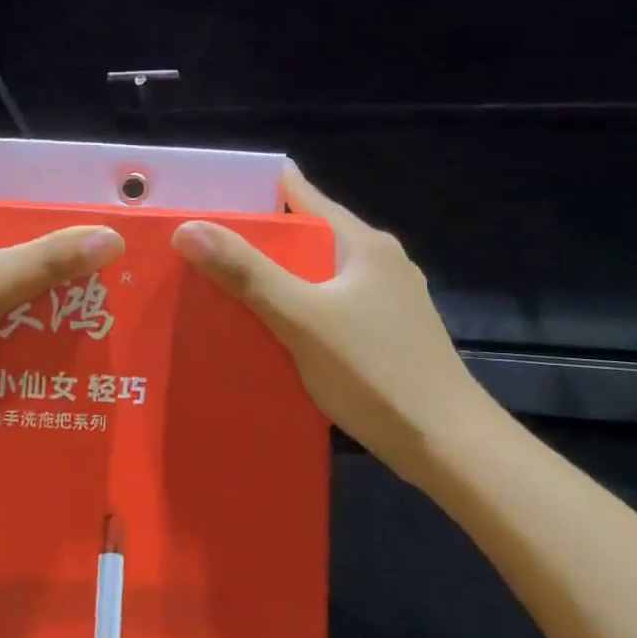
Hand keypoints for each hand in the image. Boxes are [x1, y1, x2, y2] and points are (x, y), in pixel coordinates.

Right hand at [171, 165, 494, 481]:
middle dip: (255, 240)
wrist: (448, 447)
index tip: (205, 196)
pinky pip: (326, 306)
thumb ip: (246, 272)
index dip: (253, 191)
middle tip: (198, 248)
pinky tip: (267, 329)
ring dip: (273, 278)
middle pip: (305, 237)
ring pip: (315, 275)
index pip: (301, 195)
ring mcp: (385, 300)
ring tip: (220, 287)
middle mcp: (377, 262)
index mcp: (362, 243)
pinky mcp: (384, 334)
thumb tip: (188, 228)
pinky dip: (294, 308)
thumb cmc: (375, 372)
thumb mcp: (301, 318)